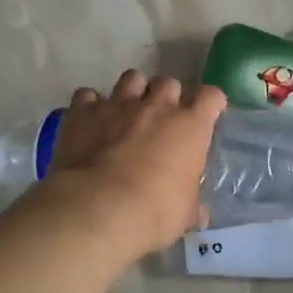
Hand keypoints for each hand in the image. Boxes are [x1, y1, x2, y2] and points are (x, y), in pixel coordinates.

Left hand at [34, 70, 226, 256]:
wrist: (97, 209)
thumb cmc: (155, 211)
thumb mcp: (185, 214)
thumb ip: (192, 205)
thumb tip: (199, 215)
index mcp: (190, 127)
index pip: (211, 96)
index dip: (211, 103)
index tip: (207, 114)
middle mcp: (157, 107)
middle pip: (169, 82)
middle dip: (167, 96)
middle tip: (162, 118)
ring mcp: (117, 105)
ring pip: (131, 78)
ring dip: (133, 92)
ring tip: (127, 112)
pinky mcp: (82, 112)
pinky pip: (87, 95)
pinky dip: (90, 105)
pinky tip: (90, 121)